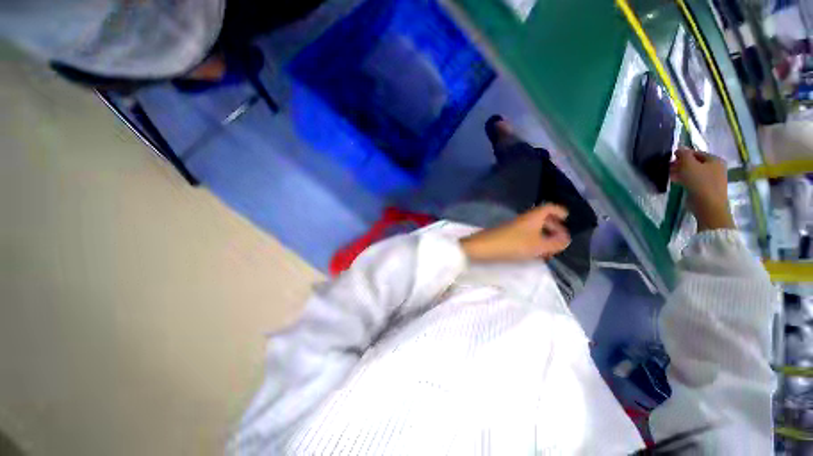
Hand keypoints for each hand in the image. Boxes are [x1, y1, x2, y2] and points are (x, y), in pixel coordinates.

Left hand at [460, 205, 570, 261]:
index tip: (567, 217)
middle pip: (541, 217)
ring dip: (543, 235)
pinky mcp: (505, 234)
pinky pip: (524, 234)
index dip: (558, 210)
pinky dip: (532, 240)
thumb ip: (555, 243)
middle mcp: (523, 219)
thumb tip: (566, 238)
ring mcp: (512, 226)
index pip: (548, 207)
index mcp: (532, 217)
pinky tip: (533, 251)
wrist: (482, 247)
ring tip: (548, 249)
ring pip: (532, 227)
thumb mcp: (538, 246)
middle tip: (560, 238)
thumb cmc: (512, 244)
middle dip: (553, 226)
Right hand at [670, 148, 735, 230]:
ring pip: (694, 173)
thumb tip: (680, 148)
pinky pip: (695, 181)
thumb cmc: (699, 182)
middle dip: (681, 164)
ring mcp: (713, 180)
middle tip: (668, 168)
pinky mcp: (708, 190)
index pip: (696, 153)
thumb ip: (684, 155)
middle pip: (696, 163)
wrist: (708, 206)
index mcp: (715, 160)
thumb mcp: (688, 165)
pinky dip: (686, 180)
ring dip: (682, 173)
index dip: (683, 154)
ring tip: (670, 176)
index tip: (671, 158)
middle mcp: (716, 168)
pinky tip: (677, 183)